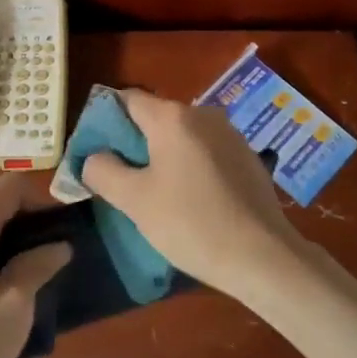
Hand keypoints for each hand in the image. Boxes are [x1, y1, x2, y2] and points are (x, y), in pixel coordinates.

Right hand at [81, 89, 311, 303]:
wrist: (263, 256)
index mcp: (172, 117)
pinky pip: (205, 152)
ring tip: (153, 192)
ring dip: (163, 156)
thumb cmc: (191, 223)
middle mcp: (203, 114)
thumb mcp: (134, 201)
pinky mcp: (247, 158)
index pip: (127, 100)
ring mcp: (230, 134)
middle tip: (119, 178)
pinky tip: (189, 199)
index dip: (106, 121)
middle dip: (133, 142)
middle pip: (155, 117)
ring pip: (182, 136)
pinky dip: (189, 166)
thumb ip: (103, 171)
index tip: (96, 152)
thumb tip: (94, 157)